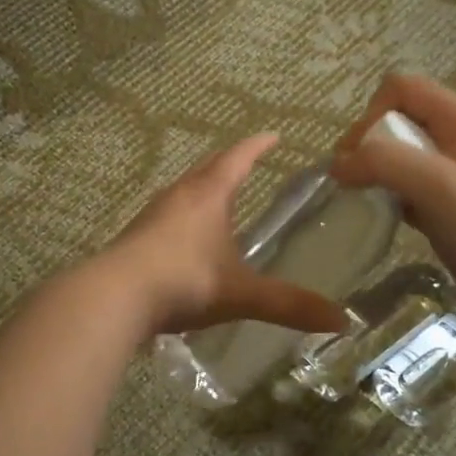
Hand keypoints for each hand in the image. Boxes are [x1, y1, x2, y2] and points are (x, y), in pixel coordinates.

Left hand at [96, 133, 350, 337]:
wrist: (114, 297)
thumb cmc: (184, 282)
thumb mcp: (242, 294)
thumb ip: (289, 305)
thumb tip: (341, 320)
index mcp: (208, 196)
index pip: (237, 159)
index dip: (257, 147)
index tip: (273, 136)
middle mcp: (178, 197)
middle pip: (206, 169)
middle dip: (228, 163)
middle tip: (246, 160)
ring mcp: (152, 216)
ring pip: (182, 191)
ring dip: (202, 188)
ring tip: (216, 195)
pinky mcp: (134, 238)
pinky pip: (166, 217)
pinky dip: (182, 216)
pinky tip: (184, 237)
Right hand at [331, 74, 455, 315]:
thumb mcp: (436, 186)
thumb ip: (385, 163)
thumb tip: (338, 165)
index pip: (401, 88)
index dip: (370, 115)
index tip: (357, 157)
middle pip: (397, 116)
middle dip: (369, 143)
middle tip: (355, 179)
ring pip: (400, 150)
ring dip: (377, 168)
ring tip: (368, 196)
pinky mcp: (449, 196)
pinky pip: (407, 179)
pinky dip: (390, 191)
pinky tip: (391, 214)